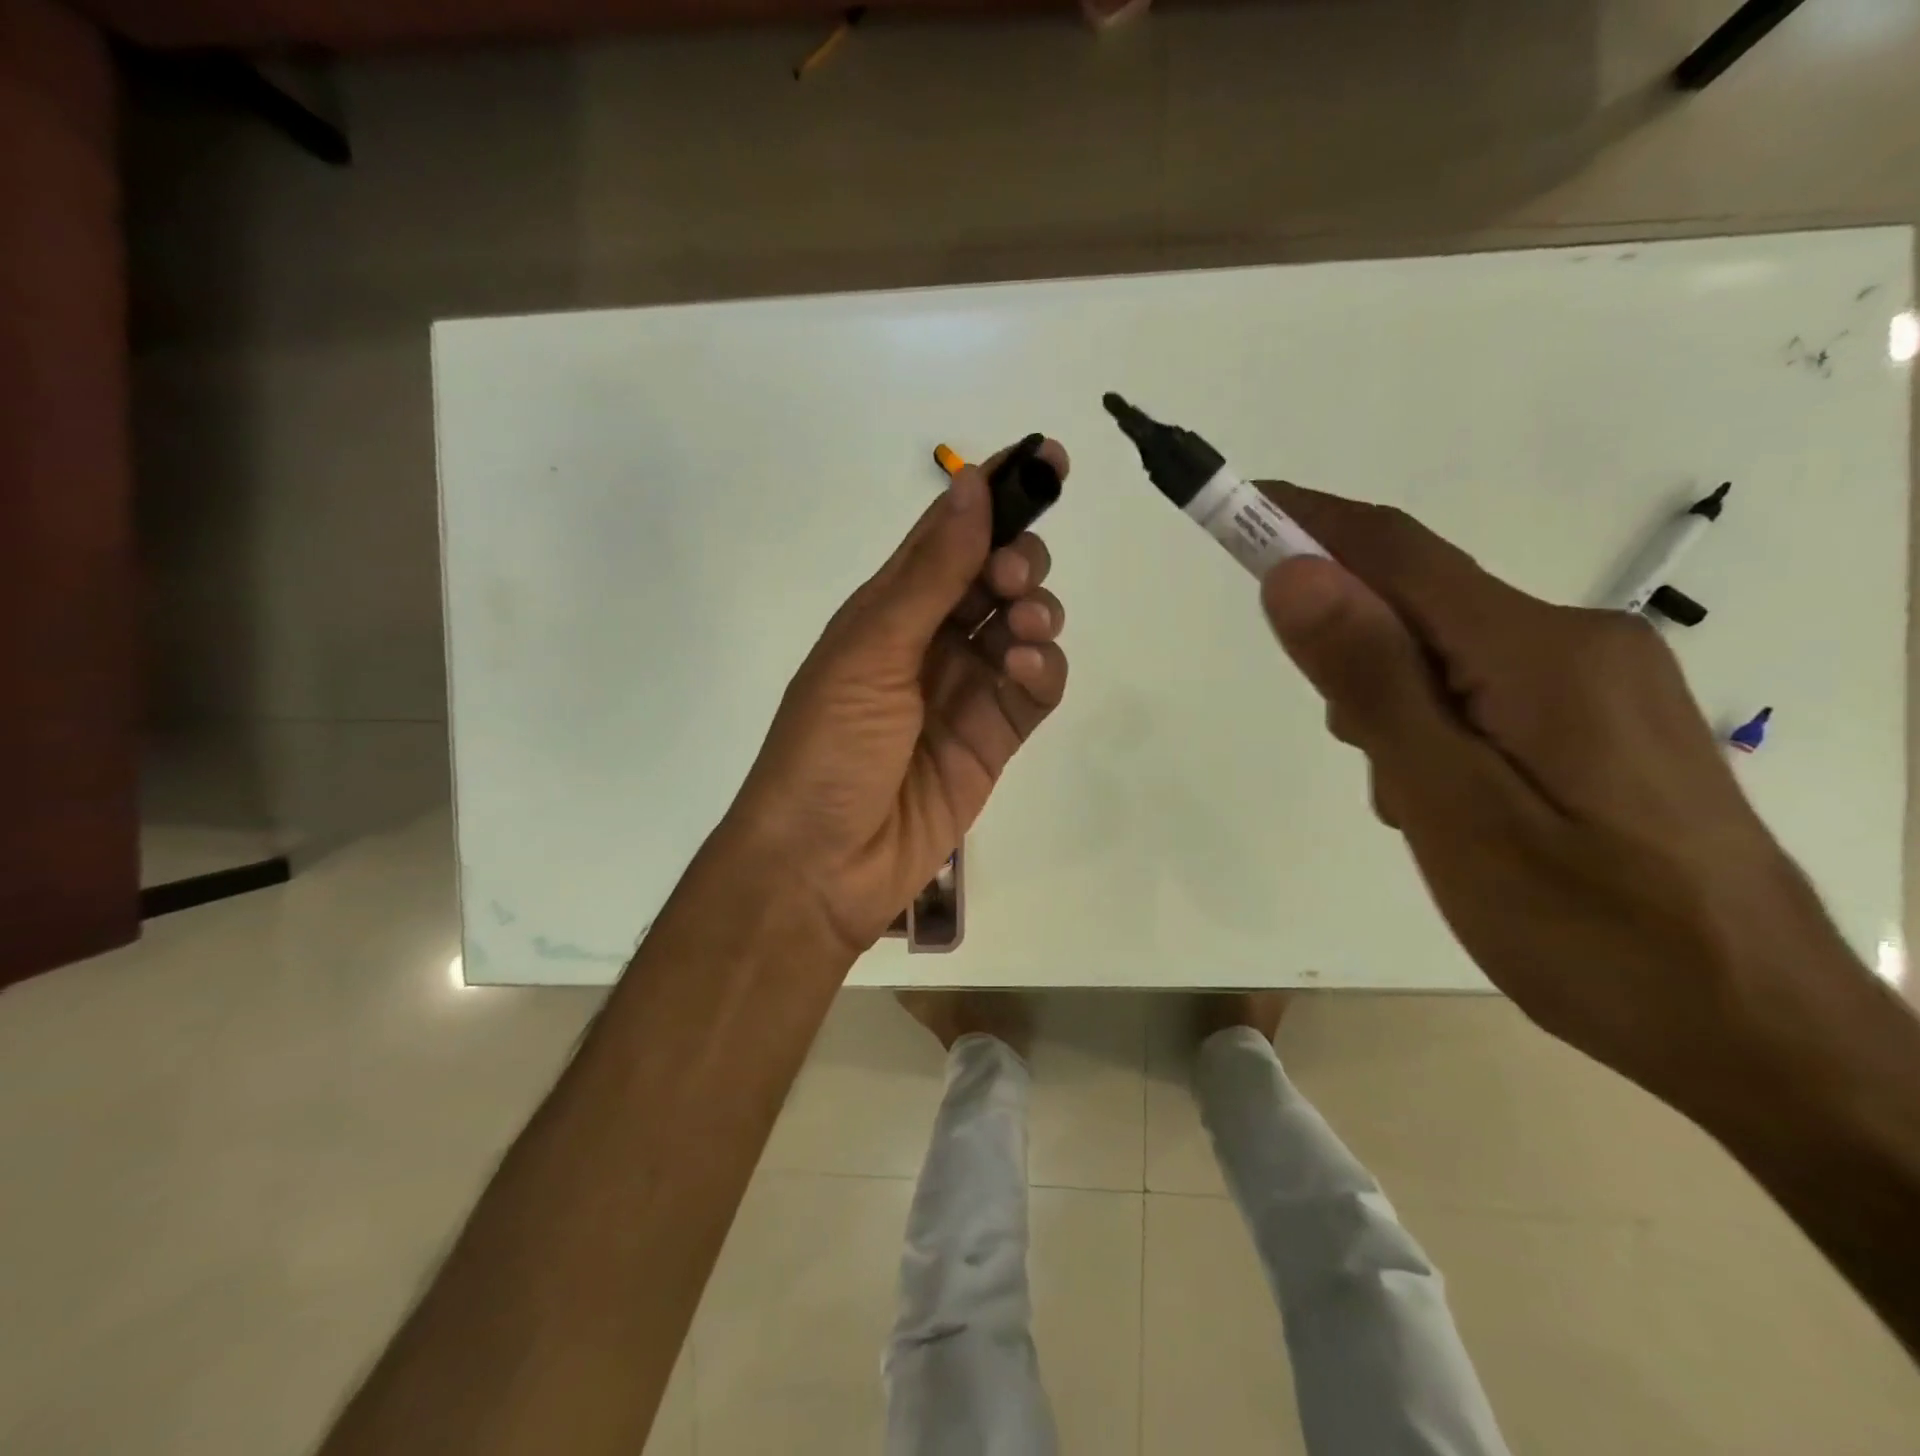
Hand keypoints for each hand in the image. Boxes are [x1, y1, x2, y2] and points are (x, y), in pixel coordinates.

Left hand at [724, 441, 1069, 955]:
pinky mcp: (993, 739)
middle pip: (994, 576)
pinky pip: (1035, 688)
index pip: (949, 535)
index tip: (1046, 459)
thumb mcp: (871, 651)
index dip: (995, 493)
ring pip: (1024, 627)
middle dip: (1019, 559)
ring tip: (1021, 631)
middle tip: (1013, 577)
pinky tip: (1029, 670)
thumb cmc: (828, 746)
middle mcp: (930, 641)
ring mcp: (965, 691)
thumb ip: (930, 574)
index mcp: (889, 610)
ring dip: (1036, 612)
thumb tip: (972, 482)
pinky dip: (1043, 670)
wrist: (824, 862)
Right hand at [1255, 483, 1860, 1106]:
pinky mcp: (1607, 725)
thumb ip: (1373, 684)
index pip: (1397, 555)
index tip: (1236, 509)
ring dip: (1396, 707)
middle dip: (1355, 655)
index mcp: (1540, 653)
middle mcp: (1579, 643)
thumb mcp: (1452, 805)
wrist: (1760, 1033)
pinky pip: (1487, 694)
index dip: (1309, 525)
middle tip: (1358, 755)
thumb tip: (1296, 576)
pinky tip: (1457, 808)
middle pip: (1422, 608)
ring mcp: (1603, 684)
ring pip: (1449, 658)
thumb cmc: (1589, 929)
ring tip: (1416, 807)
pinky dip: (1437, 729)